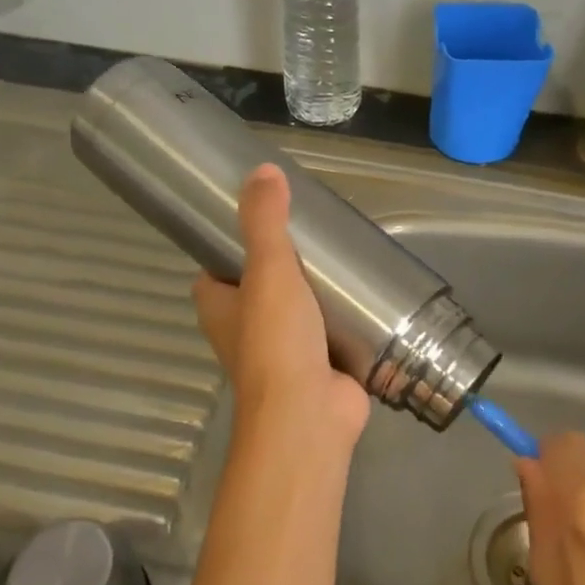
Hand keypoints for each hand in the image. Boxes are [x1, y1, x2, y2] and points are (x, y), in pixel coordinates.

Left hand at [192, 164, 370, 449]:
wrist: (309, 416)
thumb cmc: (276, 342)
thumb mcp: (268, 271)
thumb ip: (265, 222)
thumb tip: (262, 169)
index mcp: (220, 309)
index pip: (216, 269)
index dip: (231, 246)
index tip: (262, 220)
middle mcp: (245, 331)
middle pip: (261, 288)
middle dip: (285, 265)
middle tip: (316, 233)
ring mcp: (284, 352)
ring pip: (298, 310)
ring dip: (317, 292)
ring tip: (345, 256)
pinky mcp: (320, 367)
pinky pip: (330, 333)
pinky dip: (344, 318)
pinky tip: (368, 295)